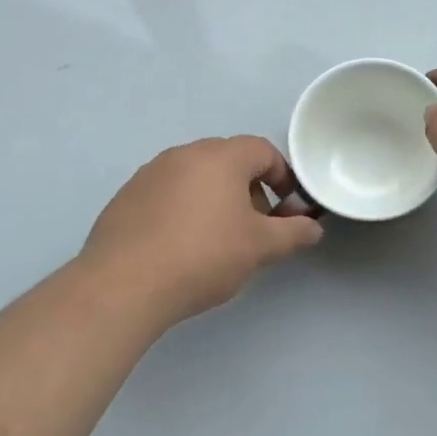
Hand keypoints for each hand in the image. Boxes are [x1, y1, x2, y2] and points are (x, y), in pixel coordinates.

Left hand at [80, 136, 322, 328]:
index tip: (286, 209)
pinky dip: (182, 209)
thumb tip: (314, 228)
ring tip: (216, 240)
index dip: (282, 177)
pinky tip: (179, 246)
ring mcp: (150, 173)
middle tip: (254, 227)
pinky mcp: (126, 197)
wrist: (122, 285)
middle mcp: (185, 153)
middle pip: (229, 160)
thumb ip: (293, 233)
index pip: (263, 150)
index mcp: (221, 156)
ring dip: (215, 198)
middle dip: (249, 189)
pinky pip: (167, 193)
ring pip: (196, 176)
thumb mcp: (260, 248)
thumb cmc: (203, 256)